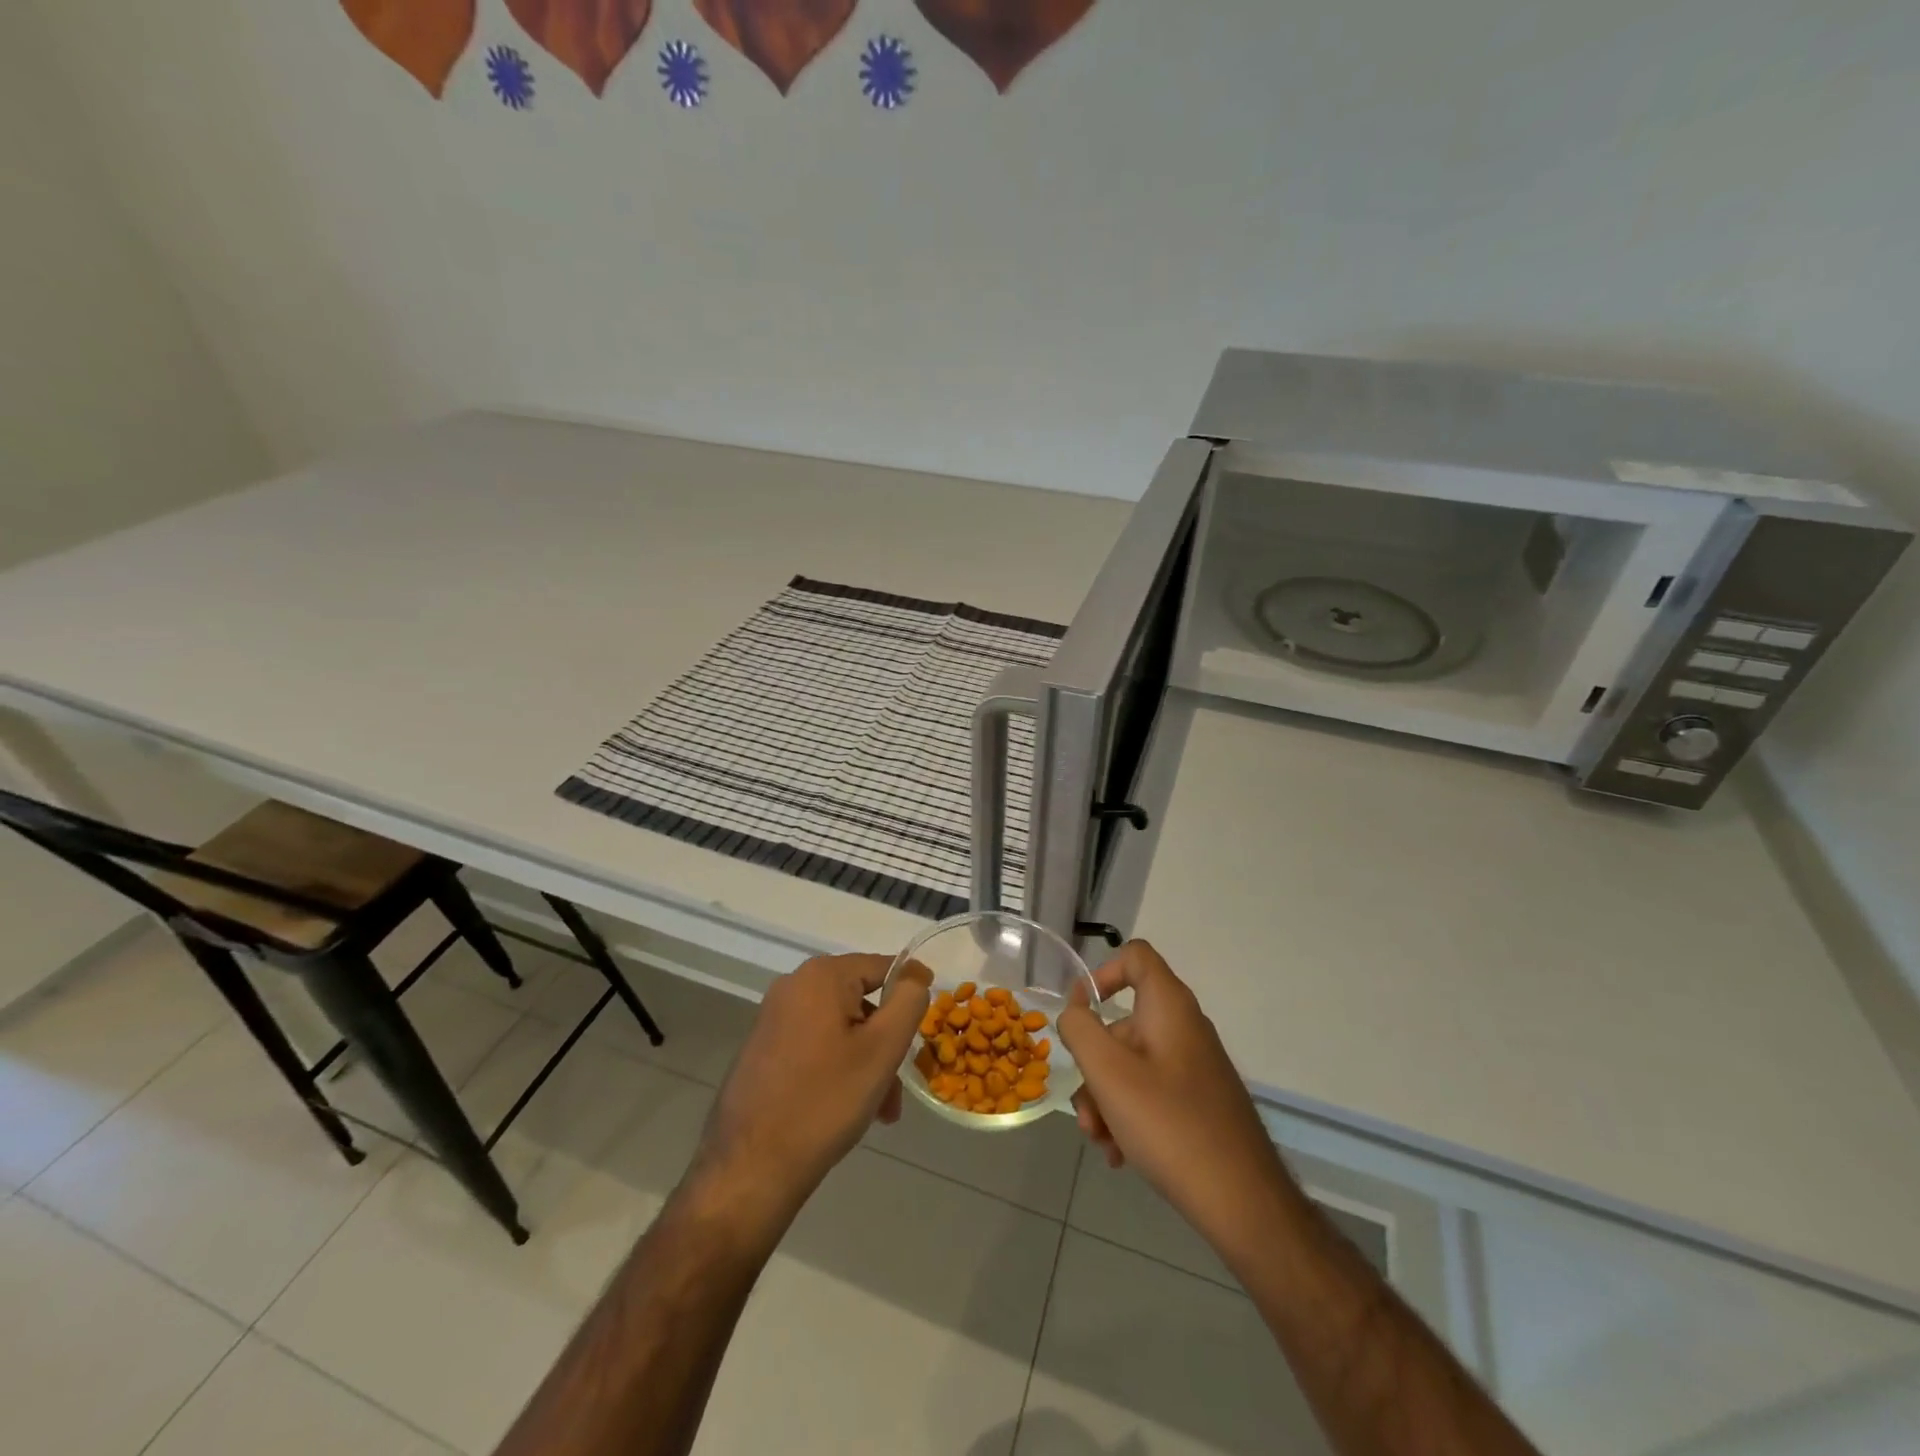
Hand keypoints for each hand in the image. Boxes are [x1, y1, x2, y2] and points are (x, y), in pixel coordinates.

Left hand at [694, 954, 931, 1236]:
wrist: (750, 1168)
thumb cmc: (825, 1102)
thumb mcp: (882, 1049)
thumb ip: (908, 1001)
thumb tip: (915, 973)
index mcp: (821, 976)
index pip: (882, 966)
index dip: (911, 990)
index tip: (928, 1024)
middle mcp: (792, 986)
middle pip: (860, 1001)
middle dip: (885, 1040)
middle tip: (898, 1086)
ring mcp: (773, 1018)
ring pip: (840, 1028)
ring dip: (865, 1061)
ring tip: (878, 1110)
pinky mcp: (762, 1049)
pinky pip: (815, 1045)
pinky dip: (837, 1067)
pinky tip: (845, 1108)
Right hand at [1058, 942, 1294, 1258]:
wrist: (1244, 1202)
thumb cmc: (1169, 1125)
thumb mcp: (1109, 1073)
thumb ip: (1080, 1030)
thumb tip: (1073, 1012)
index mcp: (1169, 1006)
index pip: (1134, 957)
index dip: (1101, 974)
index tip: (1079, 1013)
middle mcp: (1184, 1028)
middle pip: (1123, 1024)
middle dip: (1094, 1067)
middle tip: (1085, 1113)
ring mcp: (1194, 1066)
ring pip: (1132, 1065)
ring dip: (1106, 1100)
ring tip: (1102, 1144)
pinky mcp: (1199, 1101)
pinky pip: (1152, 1092)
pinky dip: (1130, 1116)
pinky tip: (1121, 1155)